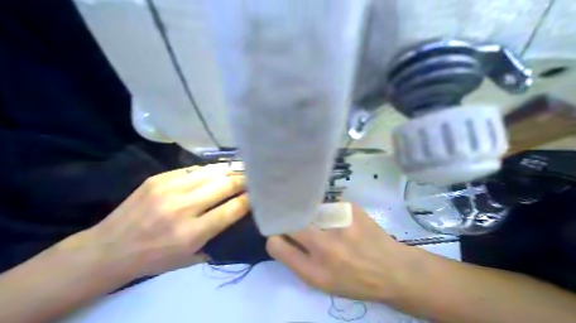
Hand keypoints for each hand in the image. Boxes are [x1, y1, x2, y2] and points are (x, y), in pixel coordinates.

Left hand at [72, 164, 247, 279]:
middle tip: (256, 177)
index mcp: (192, 233)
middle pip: (225, 185)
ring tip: (241, 169)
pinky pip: (193, 169)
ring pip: (211, 172)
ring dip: (229, 170)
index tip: (260, 194)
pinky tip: (216, 171)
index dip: (250, 199)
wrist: (109, 249)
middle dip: (245, 180)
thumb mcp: (191, 258)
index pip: (233, 208)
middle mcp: (183, 207)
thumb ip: (217, 237)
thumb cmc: (154, 259)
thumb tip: (239, 214)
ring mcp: (169, 189)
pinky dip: (209, 170)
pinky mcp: (159, 178)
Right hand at [268, 206, 410, 301]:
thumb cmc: (355, 281)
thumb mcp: (323, 284)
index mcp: (313, 271)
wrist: (393, 270)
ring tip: (328, 225)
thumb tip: (281, 238)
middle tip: (297, 222)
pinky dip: (331, 211)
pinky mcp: (349, 208)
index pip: (277, 246)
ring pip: (309, 209)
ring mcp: (338, 224)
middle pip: (290, 222)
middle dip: (289, 221)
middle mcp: (323, 246)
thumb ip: (299, 262)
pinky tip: (344, 221)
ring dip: (312, 215)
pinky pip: (329, 204)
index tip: (278, 233)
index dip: (274, 237)